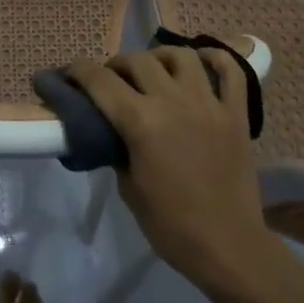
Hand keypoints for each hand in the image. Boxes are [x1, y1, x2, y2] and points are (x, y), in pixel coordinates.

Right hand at [68, 46, 279, 292]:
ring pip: (181, 56)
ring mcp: (209, 104)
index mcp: (141, 122)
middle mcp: (174, 102)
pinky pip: (230, 71)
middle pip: (138, 61)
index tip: (66, 72)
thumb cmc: (171, 225)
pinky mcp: (236, 114)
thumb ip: (117, 149)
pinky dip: (216, 59)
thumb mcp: (128, 188)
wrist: (227, 247)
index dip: (77, 71)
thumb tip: (112, 131)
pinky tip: (200, 65)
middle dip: (116, 65)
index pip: (100, 81)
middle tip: (111, 80)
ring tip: (153, 71)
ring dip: (159, 57)